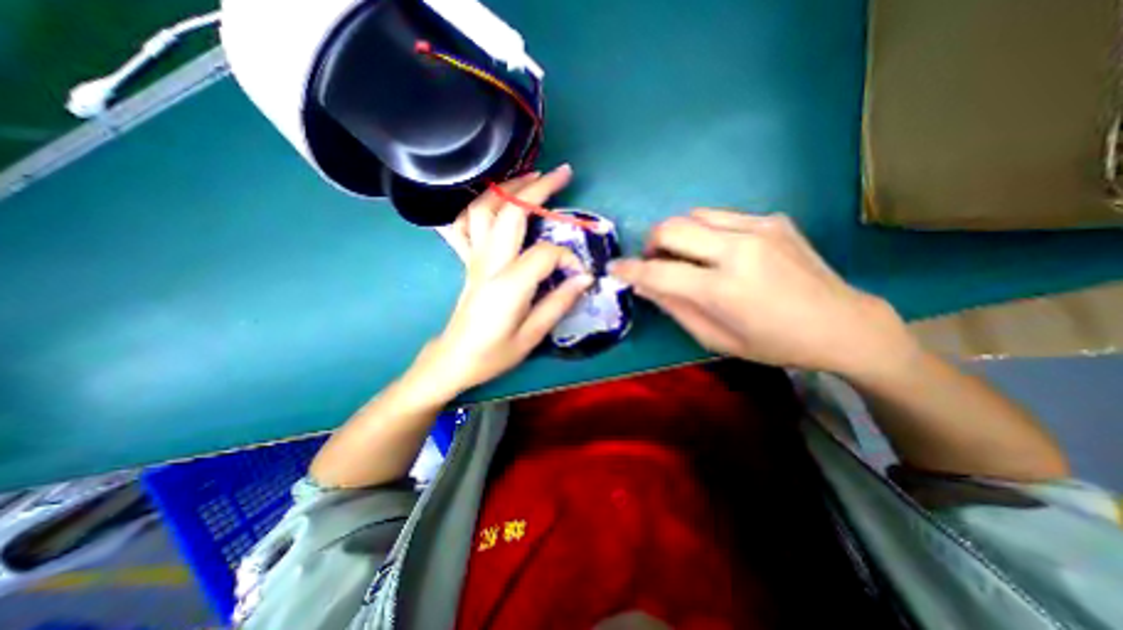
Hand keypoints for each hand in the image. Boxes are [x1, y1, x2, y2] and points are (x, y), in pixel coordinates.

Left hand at [423, 167, 594, 393]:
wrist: (455, 358)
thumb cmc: (493, 354)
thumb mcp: (532, 336)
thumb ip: (559, 302)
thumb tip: (584, 278)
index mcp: (508, 284)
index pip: (545, 253)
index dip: (568, 258)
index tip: (580, 273)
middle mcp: (488, 263)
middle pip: (510, 212)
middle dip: (538, 188)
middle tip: (562, 174)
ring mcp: (474, 258)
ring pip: (484, 209)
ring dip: (508, 188)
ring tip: (532, 176)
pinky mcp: (467, 260)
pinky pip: (464, 224)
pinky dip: (478, 205)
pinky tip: (493, 200)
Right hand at [612, 208, 916, 376]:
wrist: (842, 323)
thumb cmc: (773, 343)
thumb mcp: (715, 338)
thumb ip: (675, 308)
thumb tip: (644, 285)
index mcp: (723, 289)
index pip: (659, 271)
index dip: (630, 269)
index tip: (614, 268)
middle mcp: (738, 250)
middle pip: (672, 227)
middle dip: (652, 243)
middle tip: (655, 261)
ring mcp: (759, 228)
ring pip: (694, 214)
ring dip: (679, 234)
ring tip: (688, 255)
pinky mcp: (773, 219)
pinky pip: (722, 217)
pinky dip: (707, 232)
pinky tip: (721, 251)